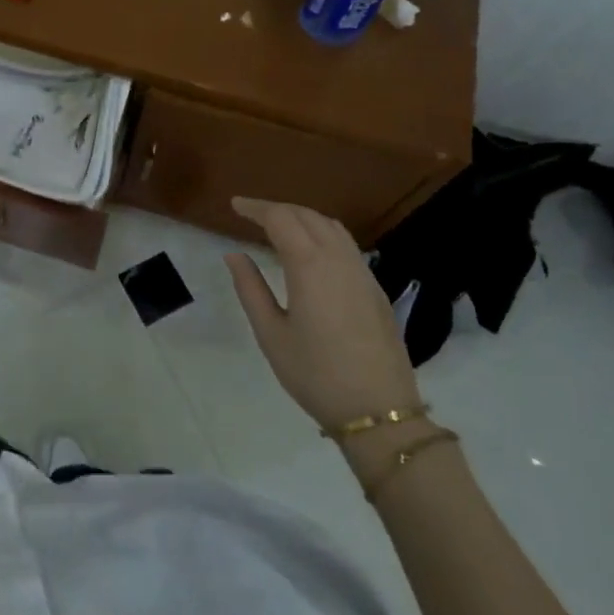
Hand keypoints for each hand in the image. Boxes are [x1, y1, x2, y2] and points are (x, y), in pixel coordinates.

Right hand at [224, 197, 420, 432]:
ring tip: (280, 226)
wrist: (379, 410)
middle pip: (307, 215)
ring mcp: (362, 272)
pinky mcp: (375, 288)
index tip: (235, 205)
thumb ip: (250, 288)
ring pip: (331, 226)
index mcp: (309, 265)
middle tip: (251, 214)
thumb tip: (234, 254)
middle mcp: (338, 258)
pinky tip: (312, 251)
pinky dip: (323, 233)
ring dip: (303, 217)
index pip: (280, 218)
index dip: (255, 208)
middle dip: (277, 209)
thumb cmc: (315, 373)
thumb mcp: (271, 333)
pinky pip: (346, 244)